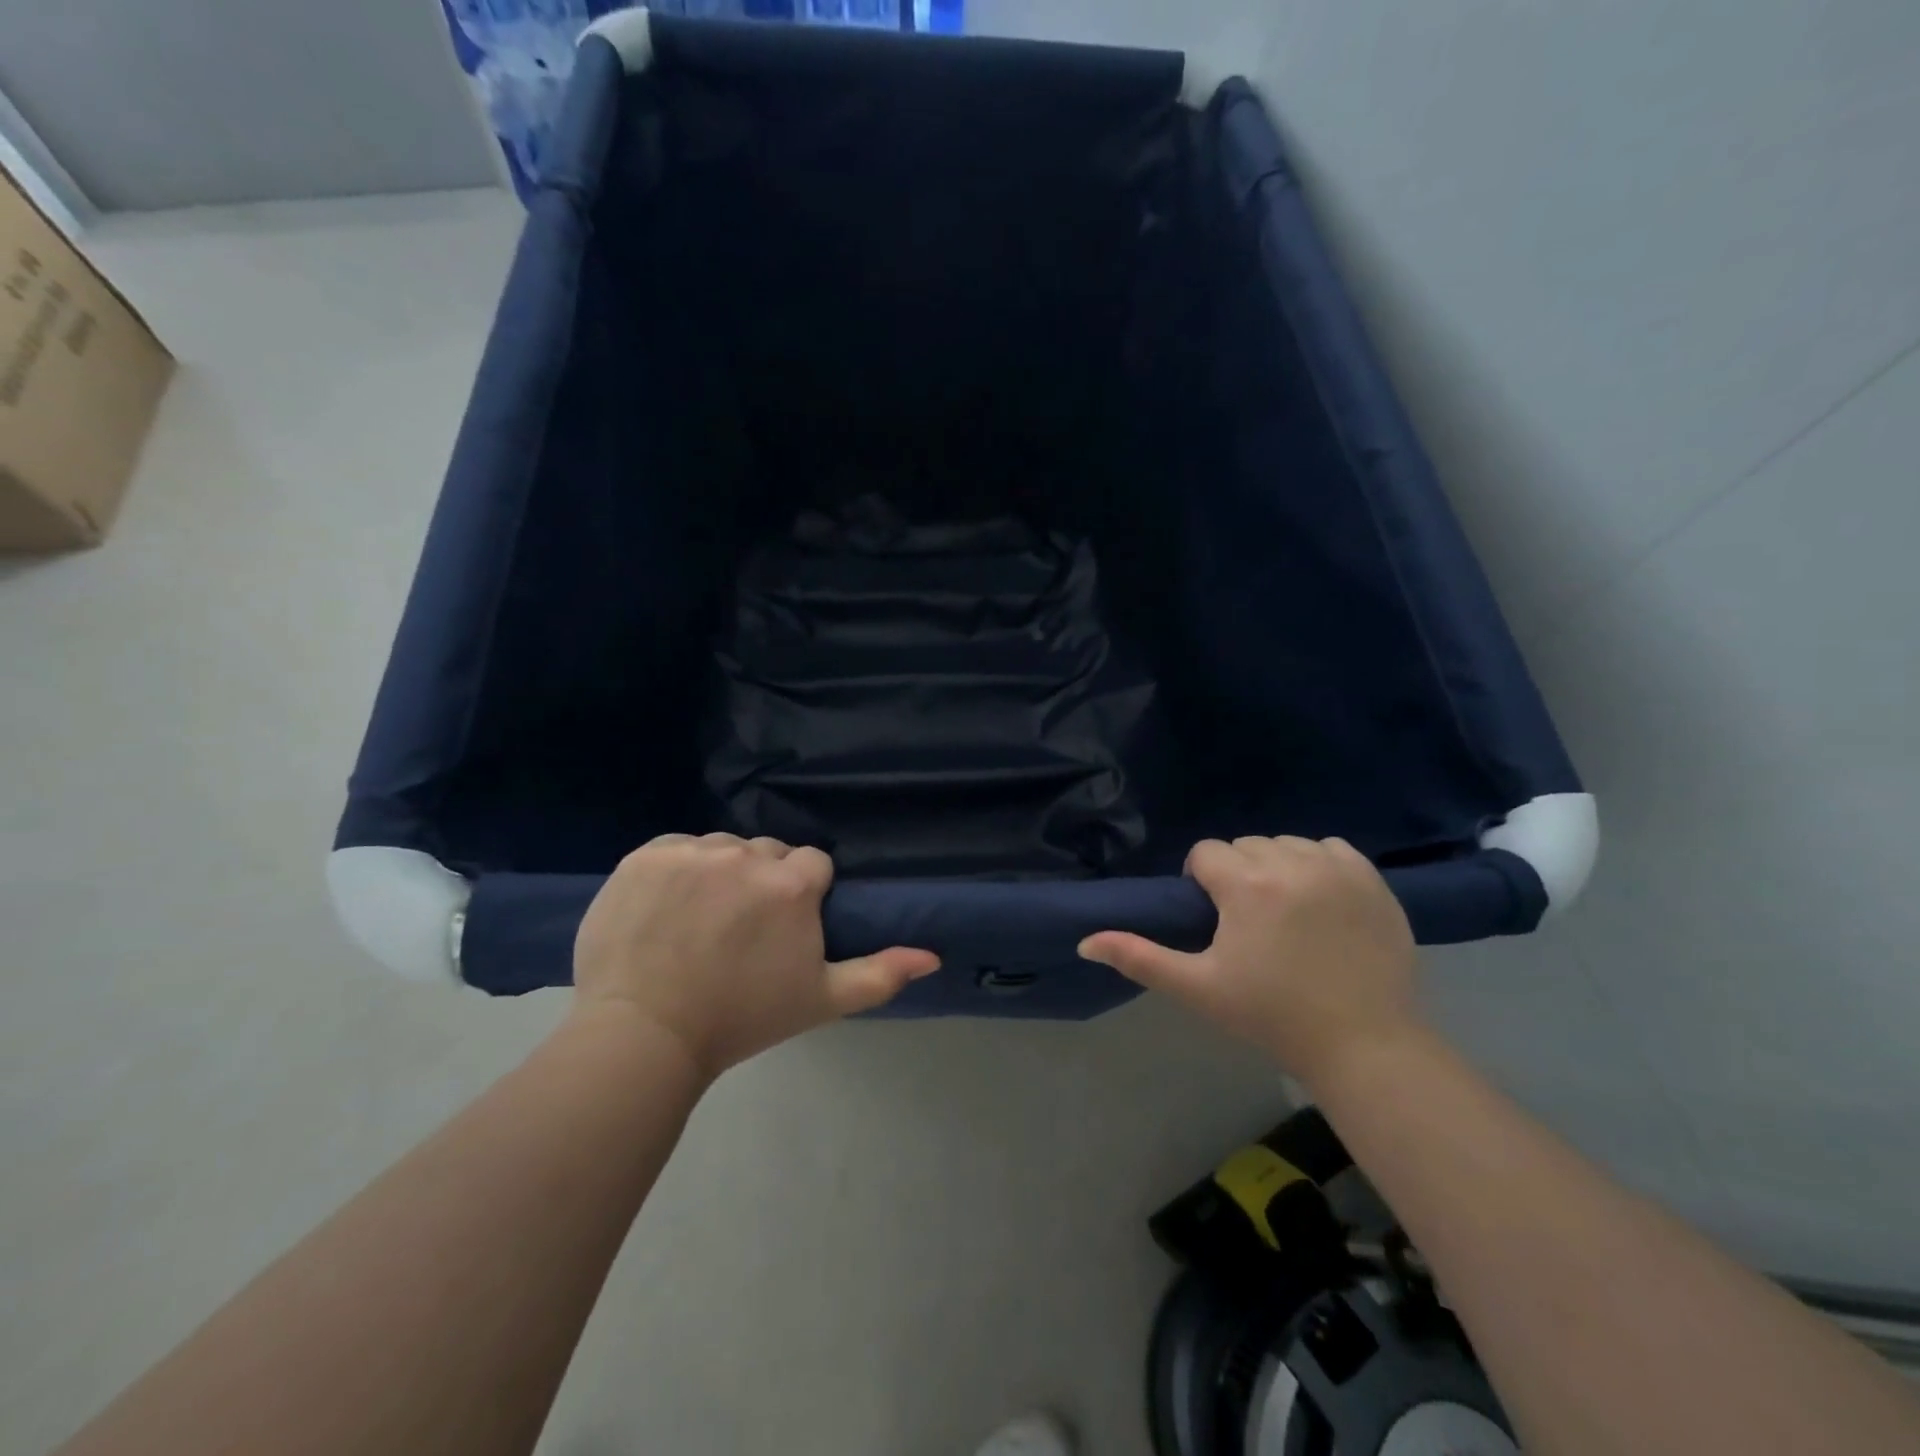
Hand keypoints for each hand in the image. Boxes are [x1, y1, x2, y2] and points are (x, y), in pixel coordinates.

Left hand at [573, 834, 939, 1078]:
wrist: (645, 1037)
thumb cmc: (741, 1019)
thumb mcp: (820, 1000)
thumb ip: (880, 974)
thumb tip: (933, 956)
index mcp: (792, 885)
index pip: (812, 864)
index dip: (803, 894)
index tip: (783, 928)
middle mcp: (746, 856)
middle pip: (766, 852)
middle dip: (762, 880)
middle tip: (740, 929)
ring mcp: (692, 853)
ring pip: (721, 848)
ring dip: (719, 872)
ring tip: (699, 920)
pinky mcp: (646, 857)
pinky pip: (676, 849)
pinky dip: (676, 870)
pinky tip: (665, 907)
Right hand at [1079, 836, 1418, 1088]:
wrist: (1364, 1044)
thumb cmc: (1271, 1015)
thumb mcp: (1198, 988)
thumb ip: (1139, 957)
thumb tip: (1085, 942)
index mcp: (1247, 884)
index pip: (1206, 853)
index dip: (1202, 882)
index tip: (1214, 918)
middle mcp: (1291, 862)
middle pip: (1245, 846)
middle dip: (1237, 874)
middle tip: (1247, 922)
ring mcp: (1337, 869)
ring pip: (1286, 844)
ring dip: (1276, 867)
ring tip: (1284, 913)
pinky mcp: (1373, 880)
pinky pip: (1331, 849)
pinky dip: (1319, 864)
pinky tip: (1320, 900)